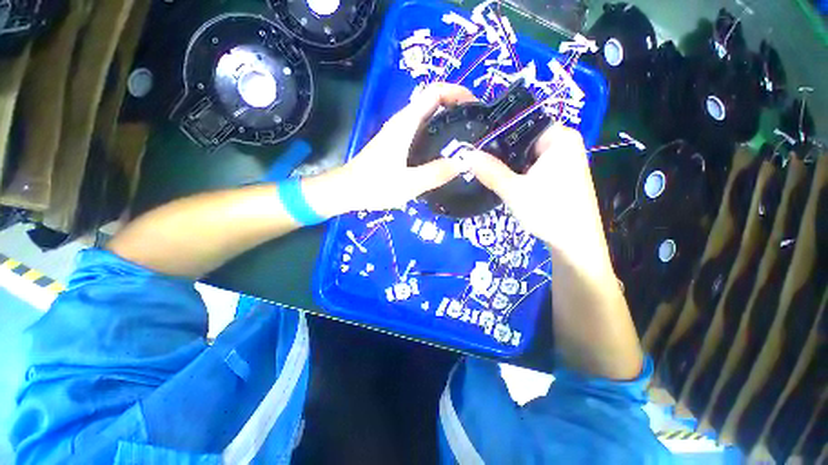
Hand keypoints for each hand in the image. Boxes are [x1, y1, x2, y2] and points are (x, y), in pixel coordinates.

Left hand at [318, 83, 476, 213]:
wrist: (348, 190)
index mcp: (405, 123)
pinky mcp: (397, 144)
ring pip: (427, 116)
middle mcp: (403, 122)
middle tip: (476, 124)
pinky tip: (445, 150)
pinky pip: (421, 130)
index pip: (434, 92)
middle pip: (432, 101)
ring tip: (467, 136)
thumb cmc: (375, 185)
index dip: (457, 91)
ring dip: (447, 119)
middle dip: (456, 105)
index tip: (476, 105)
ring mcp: (399, 132)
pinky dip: (437, 132)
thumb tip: (463, 162)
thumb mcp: (409, 183)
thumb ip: (436, 173)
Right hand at [466, 125, 610, 269]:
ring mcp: (563, 160)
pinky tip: (502, 179)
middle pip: (524, 139)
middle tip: (476, 157)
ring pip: (527, 155)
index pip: (523, 122)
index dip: (498, 132)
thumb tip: (466, 154)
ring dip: (508, 163)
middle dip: (501, 150)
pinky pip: (533, 166)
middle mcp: (564, 144)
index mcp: (560, 138)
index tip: (476, 142)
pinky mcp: (559, 175)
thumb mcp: (514, 191)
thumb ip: (490, 171)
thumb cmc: (548, 211)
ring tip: (484, 167)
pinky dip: (518, 172)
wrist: (574, 243)